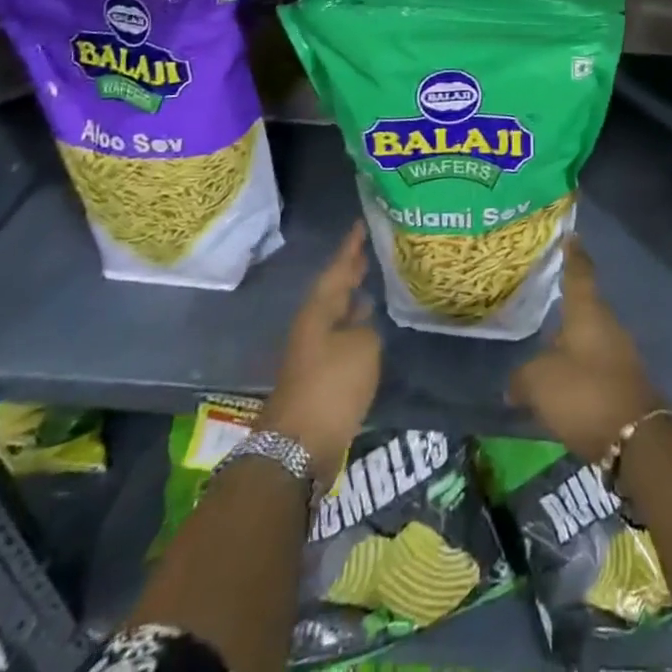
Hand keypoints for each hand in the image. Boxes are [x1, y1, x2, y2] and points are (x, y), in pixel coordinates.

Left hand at [257, 221, 379, 475]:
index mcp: (319, 310)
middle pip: (333, 290)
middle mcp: (313, 326)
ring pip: (337, 314)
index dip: (351, 247)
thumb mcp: (362, 346)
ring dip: (353, 299)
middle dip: (350, 270)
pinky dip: (356, 326)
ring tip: (373, 282)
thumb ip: (367, 325)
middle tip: (369, 249)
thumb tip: (363, 320)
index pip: (338, 268)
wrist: (298, 447)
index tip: (362, 223)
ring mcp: (314, 353)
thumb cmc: (331, 386)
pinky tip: (370, 327)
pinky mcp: (321, 377)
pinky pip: (341, 338)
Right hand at [509, 236, 663, 462]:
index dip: (573, 254)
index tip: (571, 236)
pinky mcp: (624, 381)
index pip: (579, 273)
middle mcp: (607, 324)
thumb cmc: (584, 393)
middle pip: (585, 306)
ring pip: (590, 337)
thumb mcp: (539, 382)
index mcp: (588, 312)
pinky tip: (562, 383)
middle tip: (544, 298)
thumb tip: (514, 383)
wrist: (634, 438)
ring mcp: (620, 353)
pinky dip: (579, 368)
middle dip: (566, 304)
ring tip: (546, 347)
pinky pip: (595, 364)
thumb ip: (522, 377)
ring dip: (570, 341)